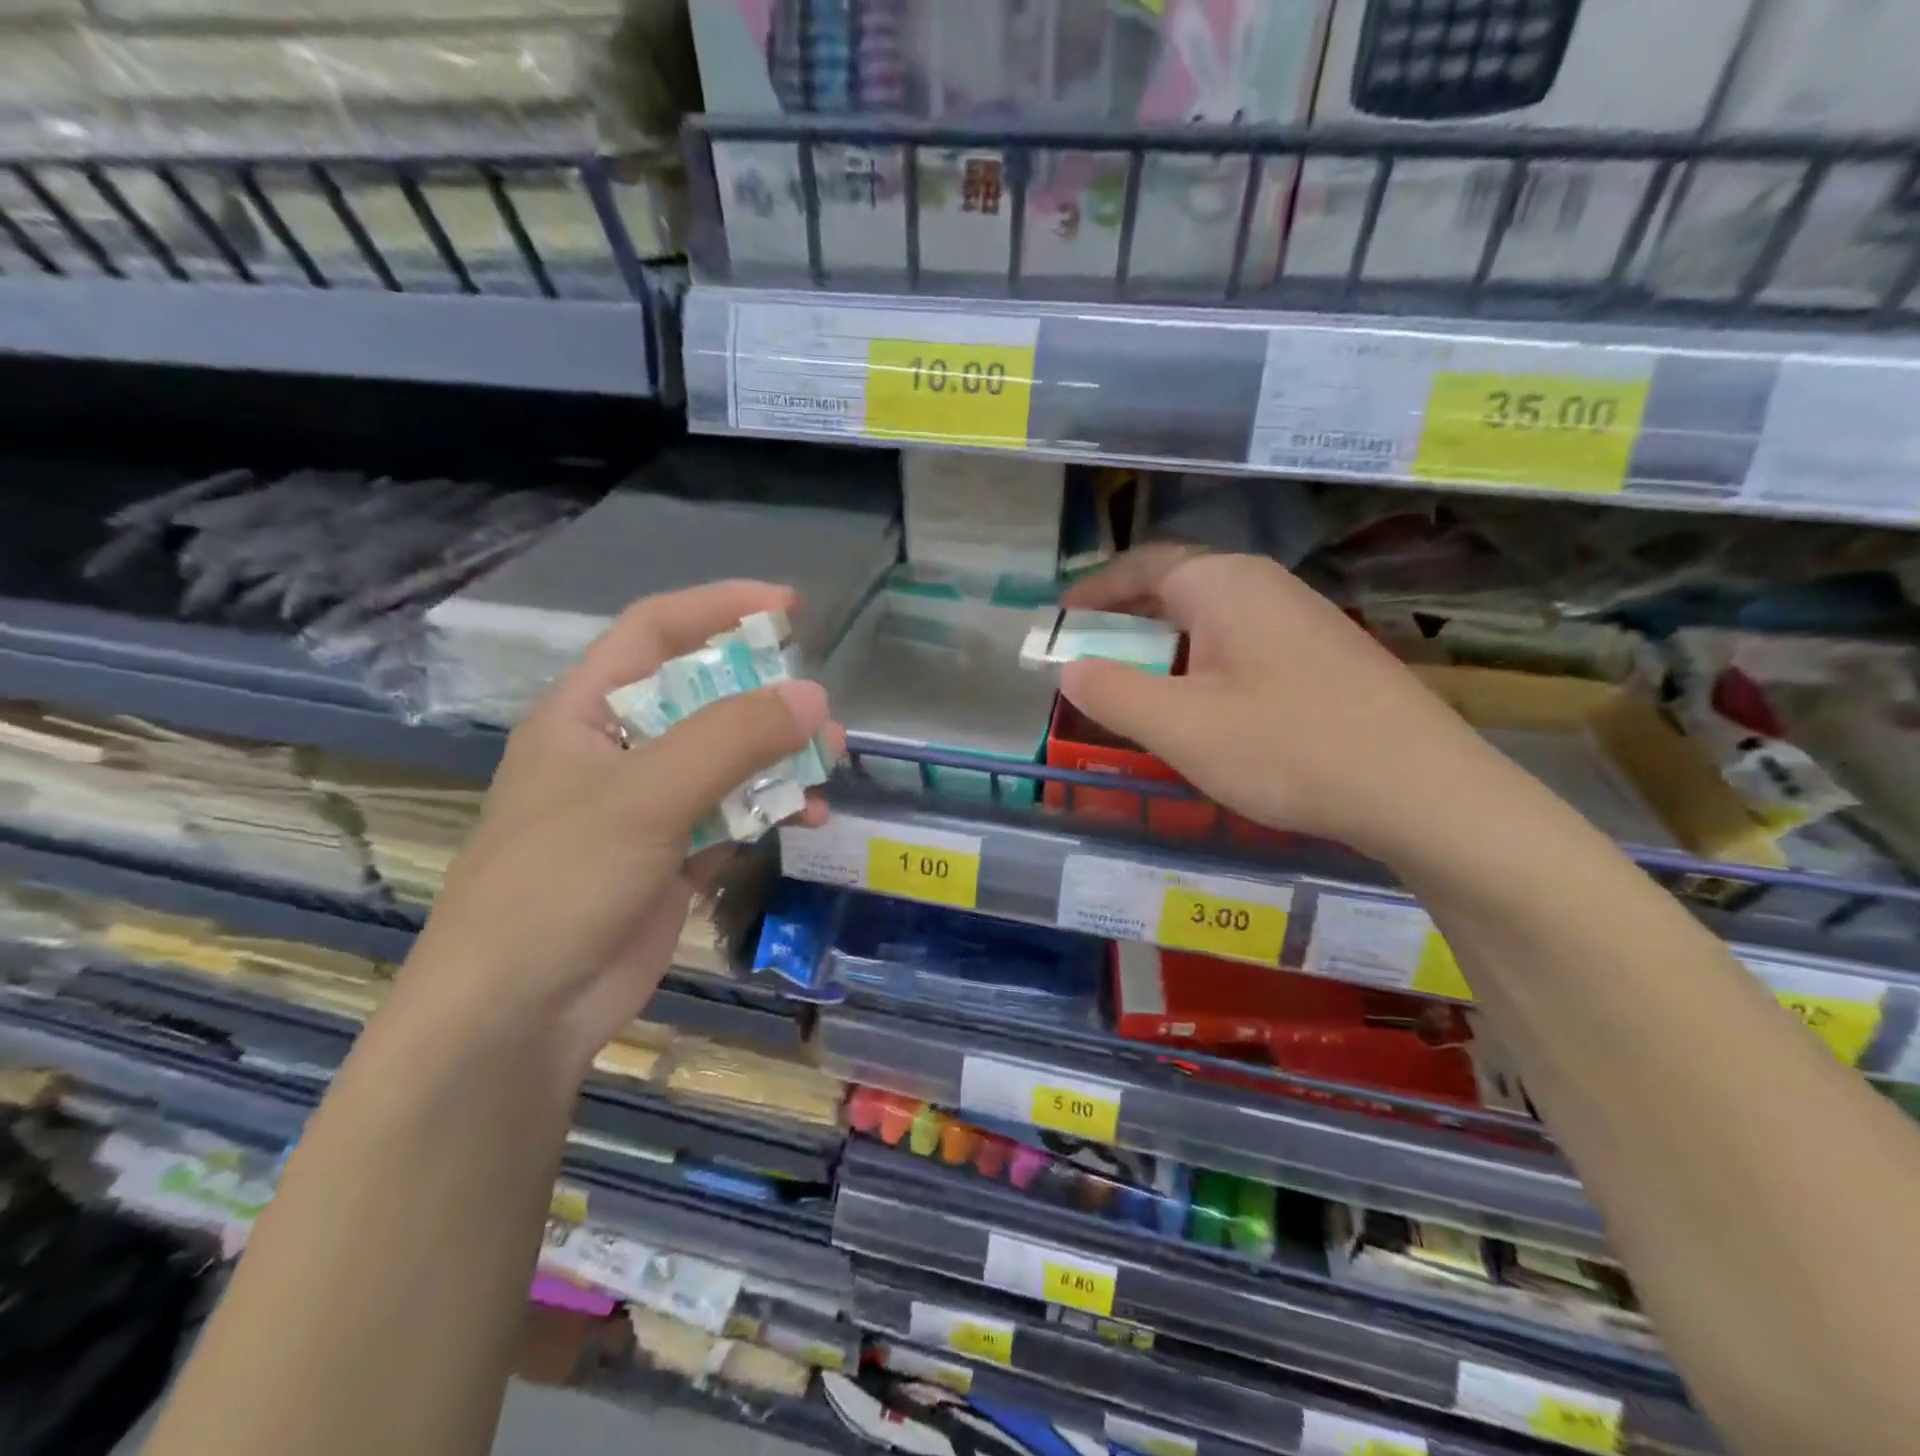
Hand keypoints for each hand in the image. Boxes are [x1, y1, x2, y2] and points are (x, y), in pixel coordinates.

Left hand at [398, 580, 836, 1073]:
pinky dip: (771, 811)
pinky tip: (806, 820)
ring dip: (779, 760)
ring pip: (728, 761)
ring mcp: (648, 808)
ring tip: (827, 768)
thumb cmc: (560, 883)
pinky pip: (734, 815)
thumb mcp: (645, 797)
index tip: (788, 609)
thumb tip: (814, 697)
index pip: (655, 632)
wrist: (519, 1016)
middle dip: (767, 700)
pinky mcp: (674, 857)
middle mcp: (618, 751)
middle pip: (704, 698)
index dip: (719, 608)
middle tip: (822, 713)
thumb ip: (731, 739)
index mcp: (586, 714)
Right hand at [1059, 545, 1496, 858]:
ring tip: (1140, 683)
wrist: (1419, 789)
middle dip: (1127, 617)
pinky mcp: (1325, 655)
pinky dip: (1203, 662)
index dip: (1095, 592)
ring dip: (1166, 643)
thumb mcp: (1178, 725)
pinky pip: (1243, 643)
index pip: (1142, 566)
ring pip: (1213, 618)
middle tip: (1091, 653)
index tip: (1060, 620)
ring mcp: (1303, 618)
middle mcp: (1264, 585)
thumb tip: (1070, 667)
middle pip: (1178, 586)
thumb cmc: (1284, 747)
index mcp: (1223, 584)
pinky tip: (1206, 706)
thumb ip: (1111, 692)